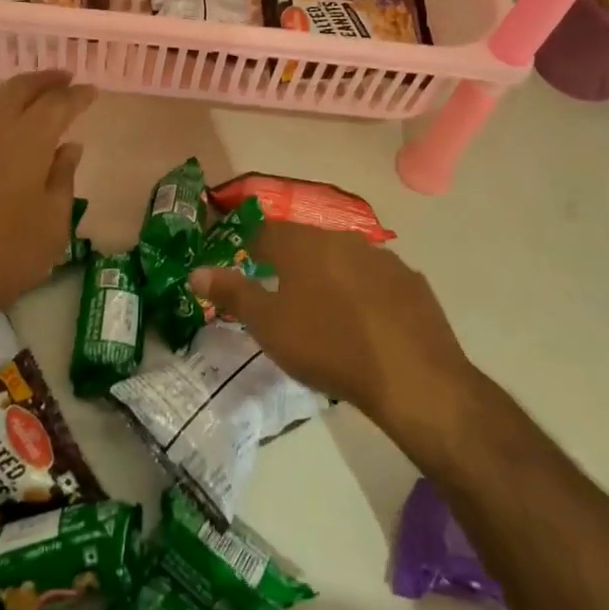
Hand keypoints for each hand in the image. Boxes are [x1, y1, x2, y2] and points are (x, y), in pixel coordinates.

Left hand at [0, 71, 94, 340]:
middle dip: (45, 80)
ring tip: (36, 101)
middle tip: (65, 78)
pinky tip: (2, 134)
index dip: (77, 95)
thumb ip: (63, 179)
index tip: (92, 91)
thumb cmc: (0, 258)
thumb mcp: (51, 226)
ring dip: (18, 94)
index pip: (57, 103)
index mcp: (26, 140)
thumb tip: (68, 147)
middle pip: (19, 88)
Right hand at [191, 221, 479, 438]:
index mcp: (303, 244)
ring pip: (344, 260)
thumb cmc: (327, 346)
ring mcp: (383, 258)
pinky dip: (365, 294)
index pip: (267, 232)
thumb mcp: (268, 325)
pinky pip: (377, 281)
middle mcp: (342, 239)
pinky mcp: (412, 282)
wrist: (411, 377)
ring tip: (326, 311)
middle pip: (307, 243)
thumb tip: (196, 271)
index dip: (253, 248)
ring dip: (331, 277)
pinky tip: (366, 324)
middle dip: (292, 262)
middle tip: (283, 294)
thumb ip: (232, 293)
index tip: (247, 267)